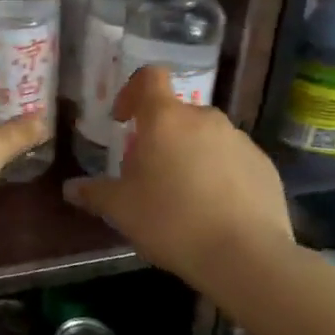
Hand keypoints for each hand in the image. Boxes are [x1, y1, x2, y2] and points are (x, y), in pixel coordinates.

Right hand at [64, 67, 293, 297]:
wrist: (246, 256)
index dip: (132, 91)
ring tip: (184, 196)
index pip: (149, 78)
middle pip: (176, 114)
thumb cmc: (171, 221)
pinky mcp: (264, 166)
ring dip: (191, 155)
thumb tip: (71, 188)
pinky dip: (220, 174)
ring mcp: (239, 141)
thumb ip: (94, 193)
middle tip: (148, 173)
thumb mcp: (121, 210)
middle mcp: (205, 119)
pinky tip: (215, 210)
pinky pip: (233, 160)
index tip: (123, 120)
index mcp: (165, 119)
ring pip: (206, 137)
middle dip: (160, 136)